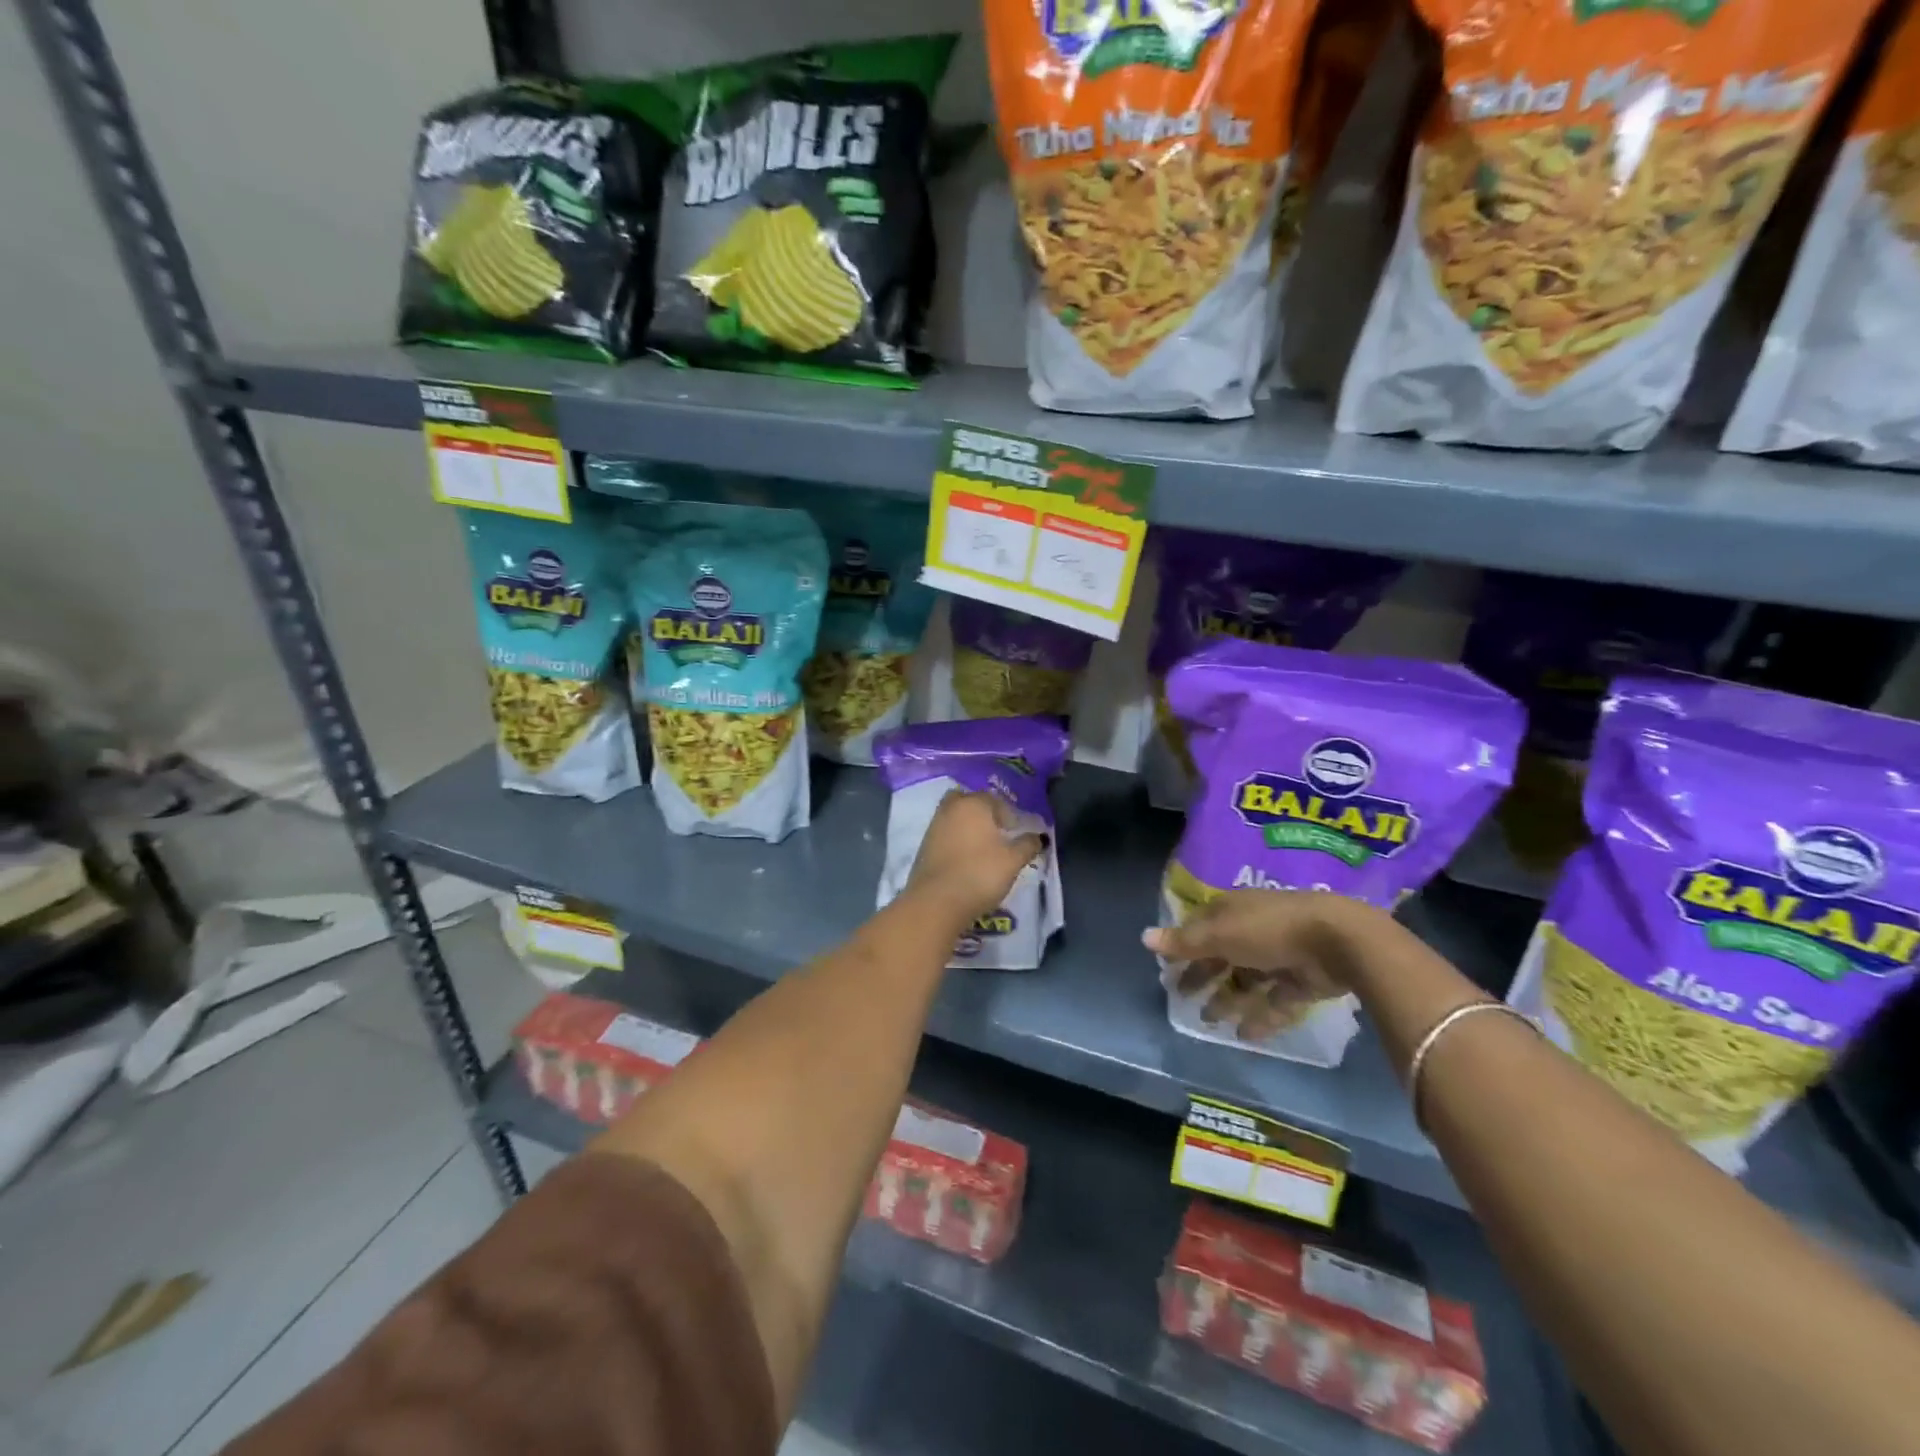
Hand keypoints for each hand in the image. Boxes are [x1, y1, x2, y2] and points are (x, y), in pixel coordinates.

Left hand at [906, 790, 1044, 927]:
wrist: (936, 901)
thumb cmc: (980, 874)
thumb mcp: (1013, 861)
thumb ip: (1028, 845)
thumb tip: (1039, 837)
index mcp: (974, 804)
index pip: (995, 800)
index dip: (1009, 814)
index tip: (1016, 831)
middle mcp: (951, 808)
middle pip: (970, 802)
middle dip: (983, 813)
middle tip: (997, 832)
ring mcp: (934, 826)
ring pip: (955, 817)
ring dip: (968, 827)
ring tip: (983, 848)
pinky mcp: (924, 846)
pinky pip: (945, 834)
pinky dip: (956, 840)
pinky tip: (966, 859)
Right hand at [1143, 890, 1369, 1033]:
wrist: (1338, 941)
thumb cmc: (1268, 929)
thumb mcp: (1220, 934)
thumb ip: (1184, 941)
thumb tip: (1144, 937)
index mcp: (1233, 911)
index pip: (1201, 928)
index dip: (1183, 948)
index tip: (1167, 970)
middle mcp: (1255, 930)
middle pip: (1222, 955)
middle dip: (1202, 976)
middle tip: (1182, 999)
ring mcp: (1281, 955)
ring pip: (1248, 979)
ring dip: (1229, 999)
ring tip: (1211, 1022)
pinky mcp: (1304, 980)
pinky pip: (1277, 1000)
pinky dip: (1261, 1016)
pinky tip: (1246, 1035)